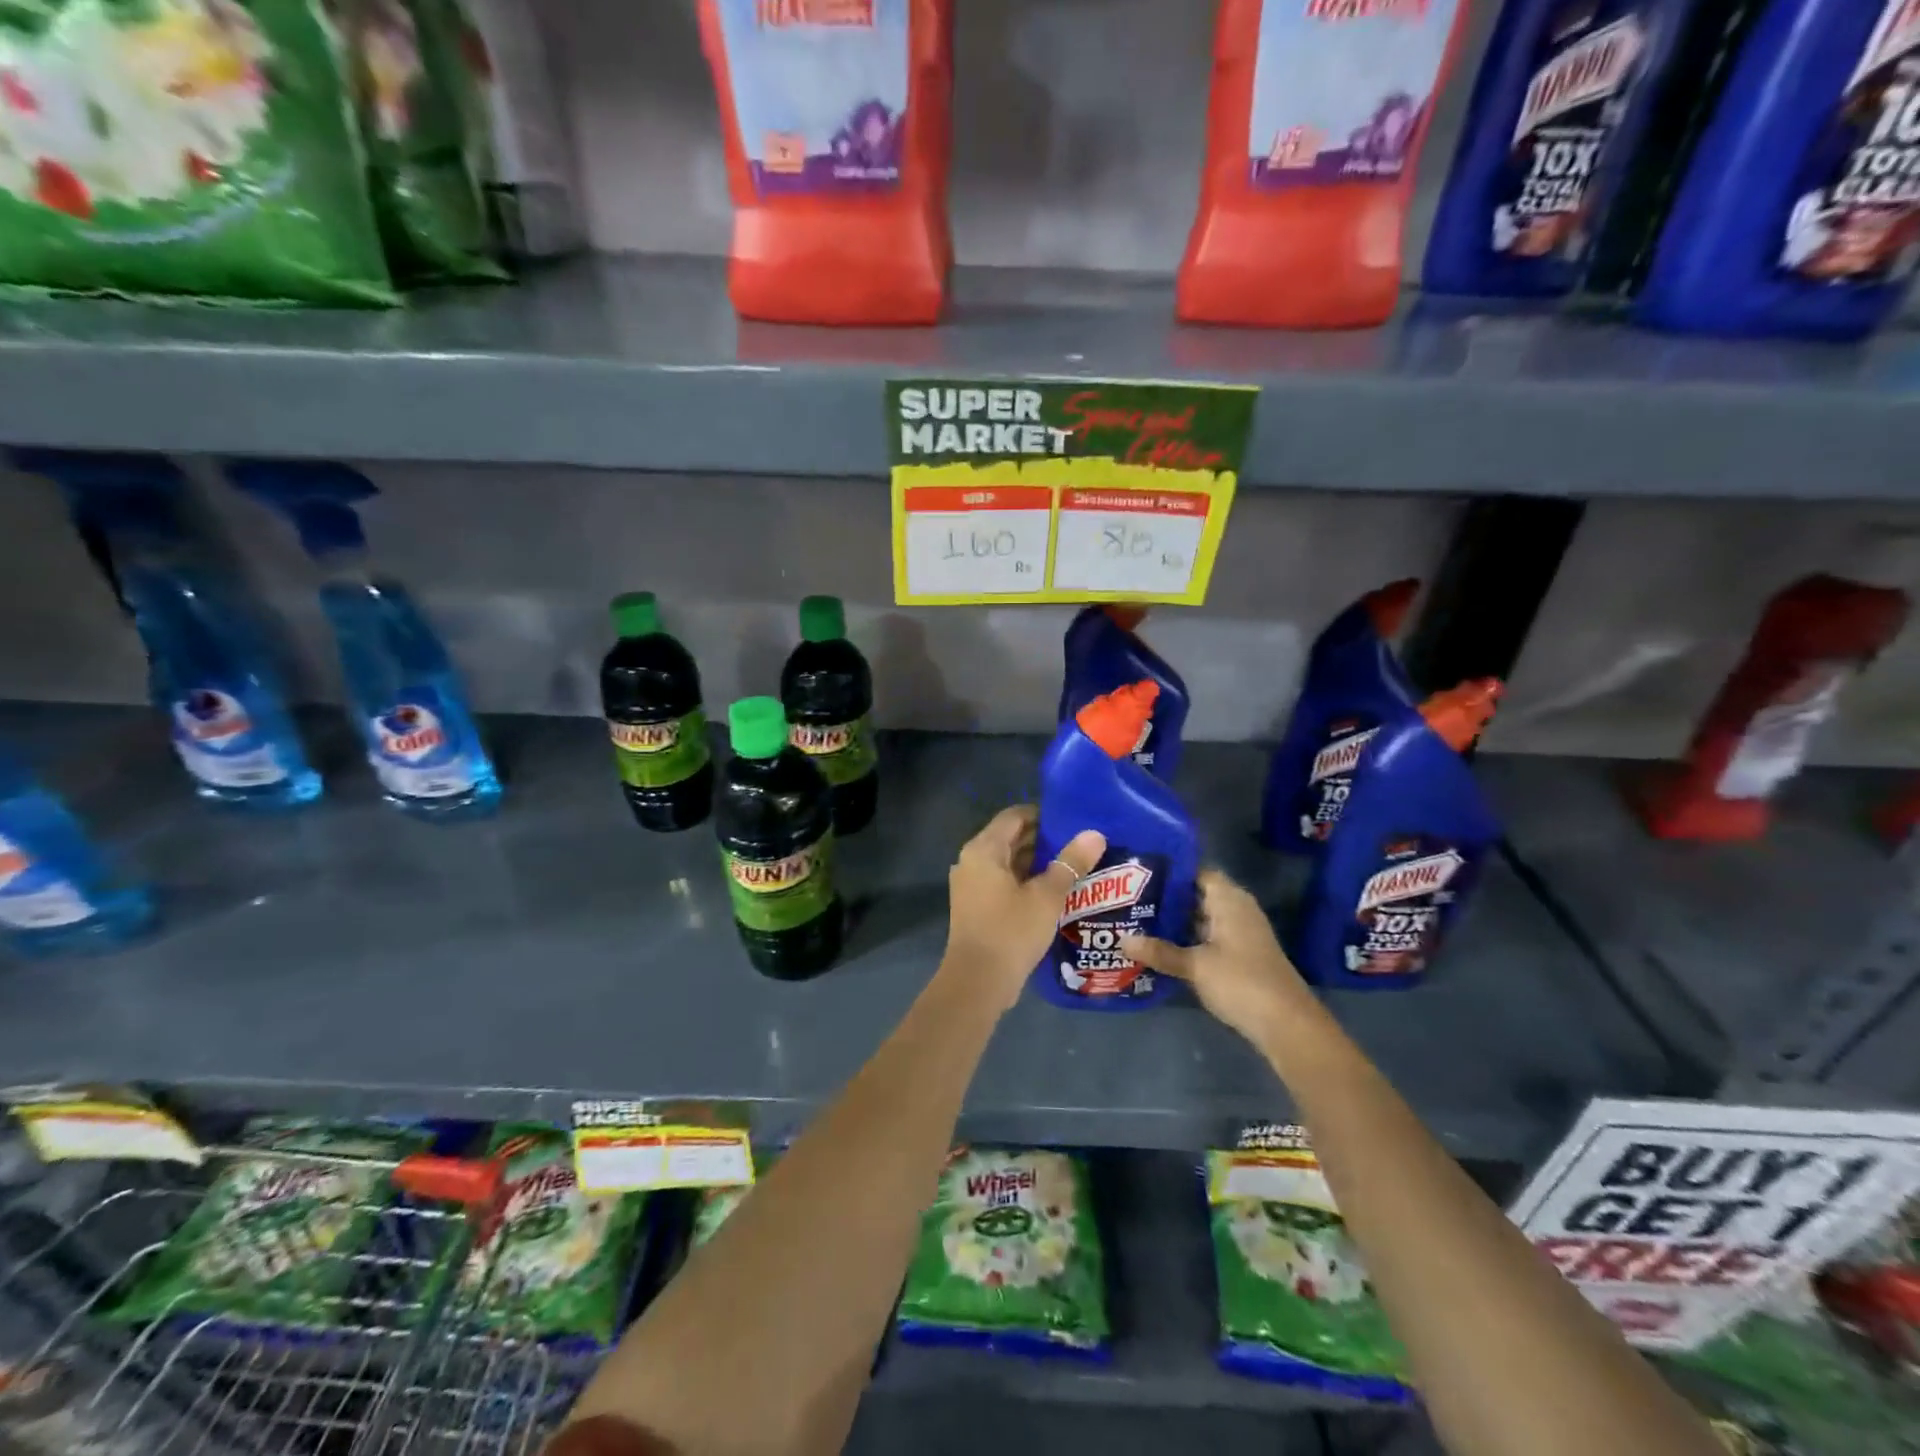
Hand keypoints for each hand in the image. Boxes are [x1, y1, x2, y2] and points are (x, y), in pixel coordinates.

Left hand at [942, 806, 1105, 1012]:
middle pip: (1011, 838)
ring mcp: (971, 885)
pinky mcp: (976, 906)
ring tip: (1074, 865)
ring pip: (1008, 863)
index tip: (1073, 820)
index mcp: (984, 849)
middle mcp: (972, 861)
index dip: (1044, 814)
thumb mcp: (1047, 896)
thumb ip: (1071, 863)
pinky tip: (1055, 891)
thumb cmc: (1011, 931)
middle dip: (1044, 839)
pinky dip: (1027, 882)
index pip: (1015, 816)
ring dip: (1037, 863)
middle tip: (1080, 843)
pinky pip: (1004, 882)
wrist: (977, 982)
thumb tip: (1095, 834)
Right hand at [1122, 869, 1314, 1046]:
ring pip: (1199, 919)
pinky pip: (1206, 938)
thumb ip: (1160, 951)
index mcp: (1229, 899)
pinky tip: (1158, 948)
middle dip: (1164, 898)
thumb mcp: (1195, 965)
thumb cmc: (1241, 982)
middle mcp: (1236, 910)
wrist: (1287, 1025)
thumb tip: (1121, 940)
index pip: (1195, 872)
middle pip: (1195, 895)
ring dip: (1173, 922)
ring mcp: (1239, 934)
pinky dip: (1185, 940)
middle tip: (1126, 899)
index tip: (1137, 873)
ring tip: (1134, 921)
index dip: (1168, 871)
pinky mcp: (1239, 956)